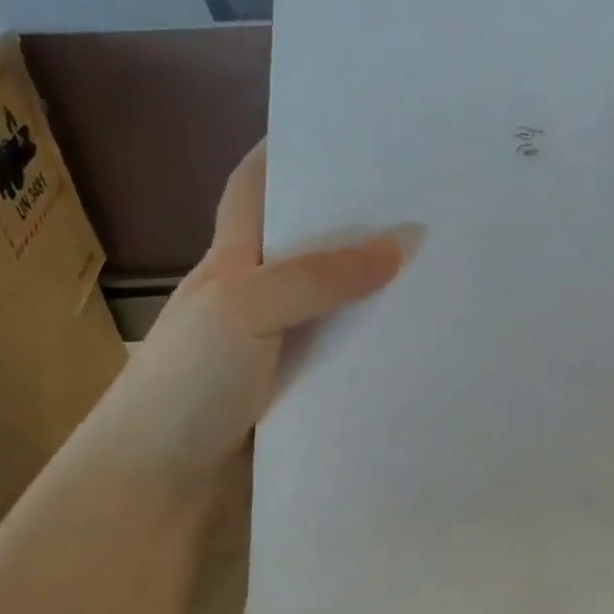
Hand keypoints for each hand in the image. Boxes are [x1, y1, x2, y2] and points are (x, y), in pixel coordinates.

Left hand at [101, 143, 406, 483]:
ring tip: (451, 260)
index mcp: (234, 259)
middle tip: (432, 196)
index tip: (348, 126)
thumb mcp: (243, 308)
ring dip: (384, 287)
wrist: (162, 487)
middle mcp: (262, 295)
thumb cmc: (187, 383)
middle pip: (315, 243)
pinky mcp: (308, 391)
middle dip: (362, 218)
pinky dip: (385, 344)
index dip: (288, 150)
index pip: (257, 187)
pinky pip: (353, 355)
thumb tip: (401, 246)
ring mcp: (287, 345)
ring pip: (343, 302)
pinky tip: (429, 336)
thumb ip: (318, 275)